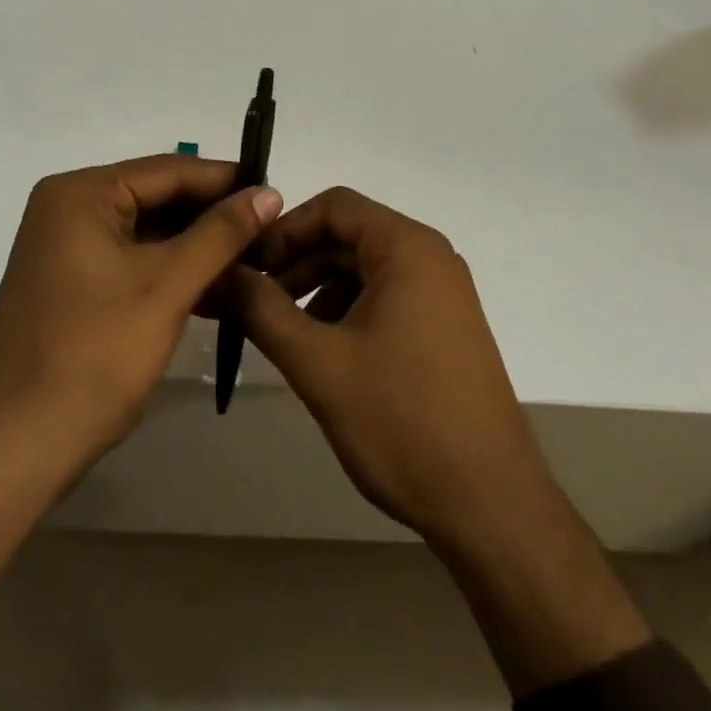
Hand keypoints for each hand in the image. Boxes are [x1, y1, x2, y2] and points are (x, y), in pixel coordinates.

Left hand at [0, 156, 280, 584]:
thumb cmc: (93, 356)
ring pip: (148, 231)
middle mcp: (69, 208)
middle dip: (213, 216)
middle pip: (158, 197)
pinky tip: (216, 287)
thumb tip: (269, 192)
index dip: (227, 181)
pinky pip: (132, 259)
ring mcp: (66, 247)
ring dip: (197, 246)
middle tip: (271, 231)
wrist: (13, 452)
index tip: (277, 195)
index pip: (169, 169)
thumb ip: (221, 233)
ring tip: (254, 259)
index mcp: (82, 193)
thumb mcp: (167, 286)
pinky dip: (171, 270)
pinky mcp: (71, 283)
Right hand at [234, 187, 648, 694]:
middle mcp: (430, 257)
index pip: (335, 206)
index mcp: (407, 248)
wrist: (490, 504)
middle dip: (296, 262)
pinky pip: (385, 297)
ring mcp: (442, 293)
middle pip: (349, 235)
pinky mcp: (444, 326)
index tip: (247, 266)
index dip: (284, 229)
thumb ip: (262, 309)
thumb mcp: (319, 363)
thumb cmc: (402, 421)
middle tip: (252, 301)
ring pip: (364, 268)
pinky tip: (324, 351)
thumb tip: (220, 272)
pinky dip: (347, 311)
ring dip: (318, 289)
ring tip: (282, 331)